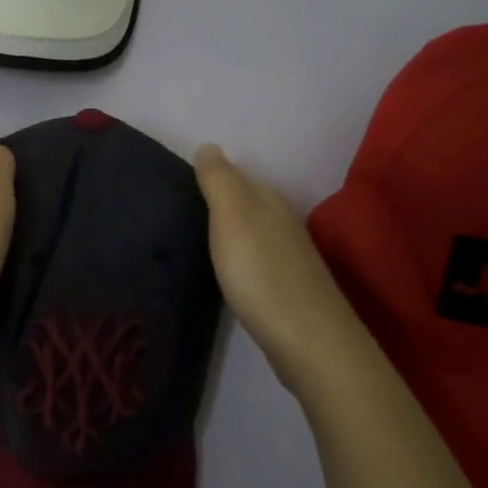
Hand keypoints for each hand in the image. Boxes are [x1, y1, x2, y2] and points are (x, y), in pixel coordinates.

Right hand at [194, 144, 375, 388]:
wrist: (308, 342)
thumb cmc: (262, 274)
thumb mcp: (233, 218)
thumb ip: (219, 182)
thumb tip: (209, 145)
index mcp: (269, 202)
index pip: (239, 176)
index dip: (212, 176)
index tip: (179, 183)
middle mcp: (284, 224)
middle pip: (249, 203)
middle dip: (221, 202)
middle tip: (181, 209)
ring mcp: (291, 259)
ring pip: (255, 232)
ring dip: (232, 232)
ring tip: (199, 238)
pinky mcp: (289, 290)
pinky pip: (259, 261)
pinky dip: (242, 259)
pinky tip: (229, 271)